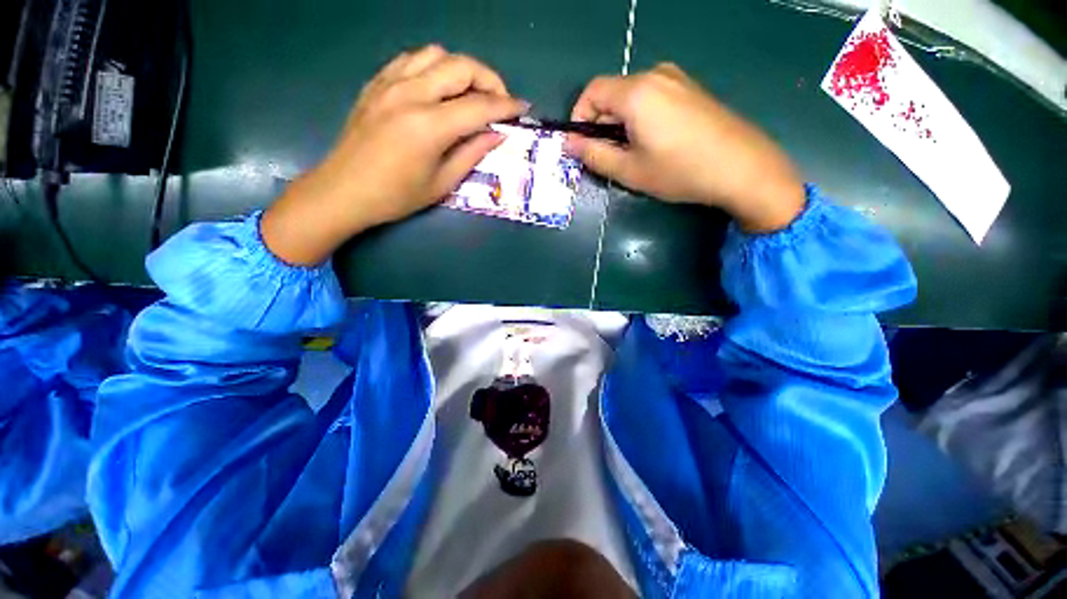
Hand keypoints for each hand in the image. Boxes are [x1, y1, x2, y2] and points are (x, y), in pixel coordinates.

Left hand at [262, 45, 528, 265]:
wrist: (345, 190)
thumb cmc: (397, 196)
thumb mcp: (442, 183)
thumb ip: (472, 154)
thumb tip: (497, 134)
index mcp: (429, 126)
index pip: (479, 105)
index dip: (506, 105)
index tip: (522, 108)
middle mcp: (411, 94)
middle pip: (460, 66)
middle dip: (489, 79)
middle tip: (499, 101)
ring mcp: (390, 83)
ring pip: (436, 54)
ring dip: (461, 70)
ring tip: (469, 94)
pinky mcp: (376, 83)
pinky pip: (411, 59)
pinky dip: (433, 67)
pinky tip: (438, 88)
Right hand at [565, 63, 804, 231]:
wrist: (741, 167)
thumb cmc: (679, 171)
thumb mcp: (630, 170)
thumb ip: (594, 155)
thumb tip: (568, 144)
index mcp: (637, 92)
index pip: (592, 91)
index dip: (579, 116)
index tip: (580, 145)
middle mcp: (656, 75)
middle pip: (612, 93)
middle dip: (600, 123)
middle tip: (605, 156)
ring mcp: (677, 79)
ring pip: (632, 97)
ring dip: (620, 122)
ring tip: (630, 153)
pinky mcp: (690, 89)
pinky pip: (653, 97)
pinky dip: (640, 117)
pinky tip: (653, 143)